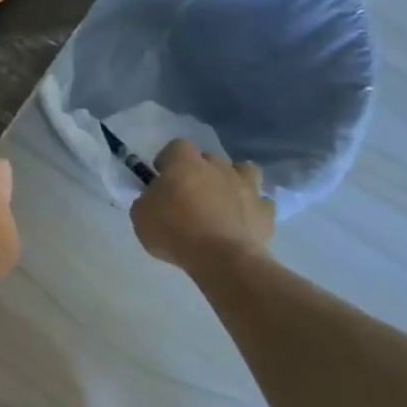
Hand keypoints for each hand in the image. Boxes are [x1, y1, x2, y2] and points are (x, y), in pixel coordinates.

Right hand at [129, 140, 274, 273]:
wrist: (222, 259)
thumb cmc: (174, 232)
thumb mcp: (141, 215)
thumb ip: (148, 199)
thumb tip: (157, 197)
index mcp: (185, 163)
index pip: (176, 146)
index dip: (168, 160)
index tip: (162, 178)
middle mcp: (218, 167)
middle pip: (209, 159)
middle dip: (200, 172)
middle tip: (189, 195)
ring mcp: (246, 187)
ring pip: (245, 171)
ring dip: (234, 181)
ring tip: (224, 201)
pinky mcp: (266, 211)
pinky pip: (261, 203)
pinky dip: (253, 209)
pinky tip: (243, 222)